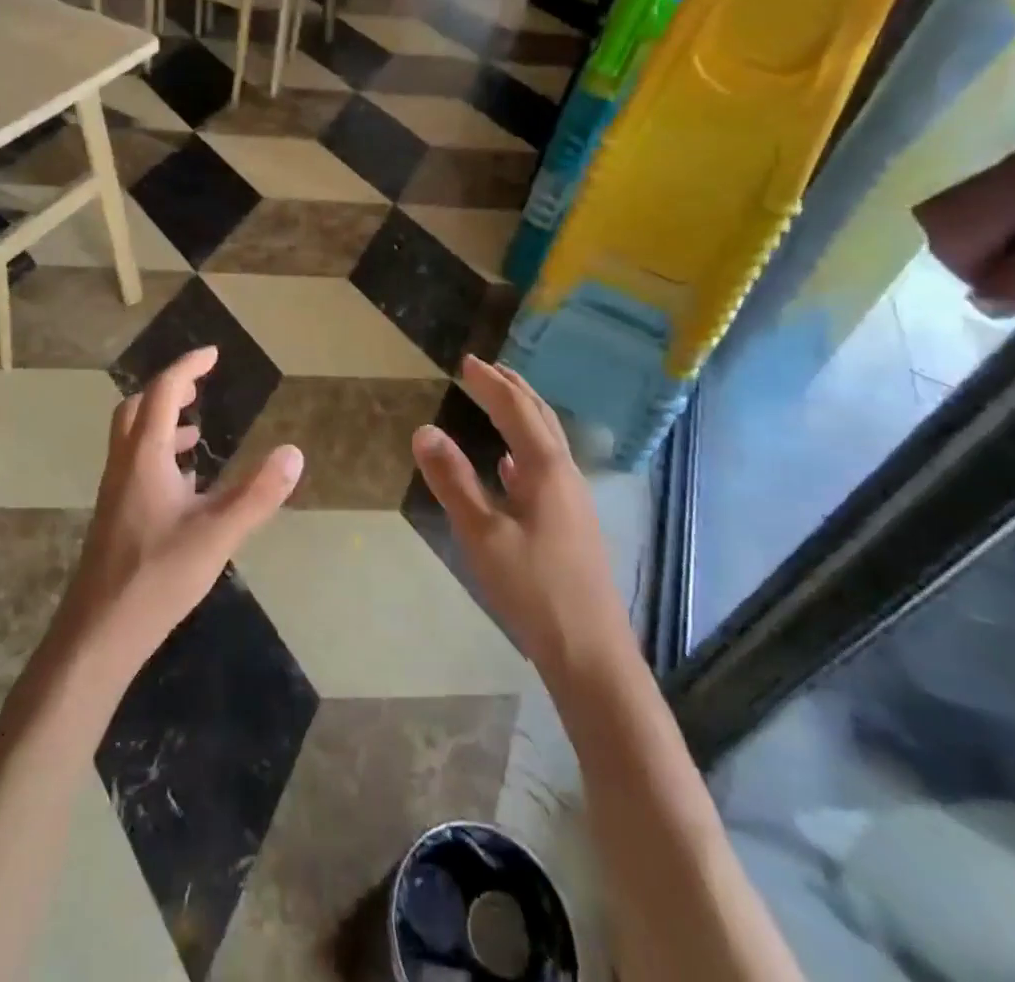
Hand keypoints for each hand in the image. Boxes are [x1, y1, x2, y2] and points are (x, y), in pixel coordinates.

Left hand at [57, 346, 304, 673]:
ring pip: (132, 438)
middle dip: (167, 390)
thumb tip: (293, 453)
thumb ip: (257, 494)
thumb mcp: (217, 534)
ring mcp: (115, 491)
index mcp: (145, 457)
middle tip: (199, 389)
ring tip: (195, 434)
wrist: (99, 632)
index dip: (187, 368)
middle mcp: (124, 465)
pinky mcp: (115, 515)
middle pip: (136, 409)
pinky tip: (184, 486)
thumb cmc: (157, 577)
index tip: (213, 354)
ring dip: (161, 423)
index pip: (161, 393)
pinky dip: (159, 455)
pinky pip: (135, 465)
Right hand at [411, 355, 628, 679]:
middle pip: (541, 418)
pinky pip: (547, 470)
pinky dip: (526, 452)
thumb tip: (424, 430)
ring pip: (547, 443)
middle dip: (514, 389)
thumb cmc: (534, 589)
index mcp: (547, 470)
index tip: (467, 362)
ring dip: (523, 416)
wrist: (590, 652)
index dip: (490, 384)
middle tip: (488, 369)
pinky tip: (512, 467)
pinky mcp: (572, 524)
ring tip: (499, 402)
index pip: (516, 411)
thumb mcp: (482, 534)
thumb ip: (453, 480)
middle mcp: (566, 476)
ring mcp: (573, 501)